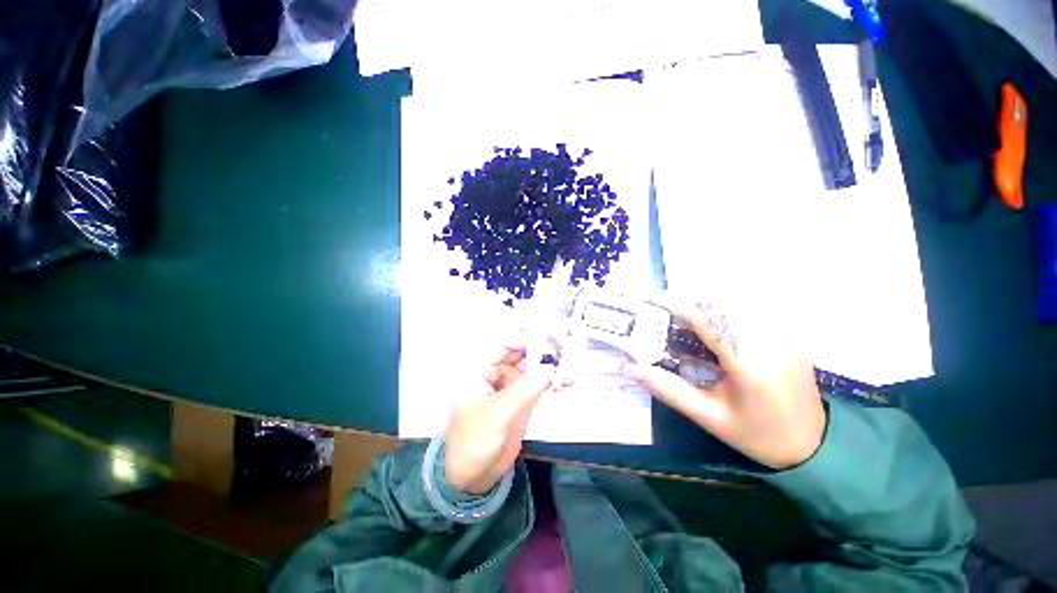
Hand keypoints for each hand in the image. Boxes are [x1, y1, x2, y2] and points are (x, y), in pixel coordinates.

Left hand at [444, 342, 553, 494]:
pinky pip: (538, 384)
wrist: (473, 477)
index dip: (525, 336)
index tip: (549, 336)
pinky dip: (551, 380)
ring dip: (549, 363)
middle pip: (521, 353)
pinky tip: (567, 378)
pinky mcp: (522, 399)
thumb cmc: (474, 443)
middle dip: (542, 348)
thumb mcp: (497, 415)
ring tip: (572, 360)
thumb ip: (523, 391)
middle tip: (566, 346)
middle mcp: (496, 372)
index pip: (504, 344)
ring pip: (532, 367)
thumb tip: (549, 368)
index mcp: (481, 370)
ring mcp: (510, 386)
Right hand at [624, 297, 825, 469]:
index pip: (709, 320)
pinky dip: (727, 308)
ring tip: (686, 313)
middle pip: (723, 303)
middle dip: (690, 299)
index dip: (678, 304)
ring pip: (739, 301)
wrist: (814, 446)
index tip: (653, 299)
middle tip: (665, 308)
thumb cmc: (756, 435)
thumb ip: (668, 389)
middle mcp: (771, 341)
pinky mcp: (789, 333)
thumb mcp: (708, 417)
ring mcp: (785, 334)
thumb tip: (630, 368)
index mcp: (750, 365)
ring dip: (707, 301)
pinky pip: (753, 309)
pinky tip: (715, 320)